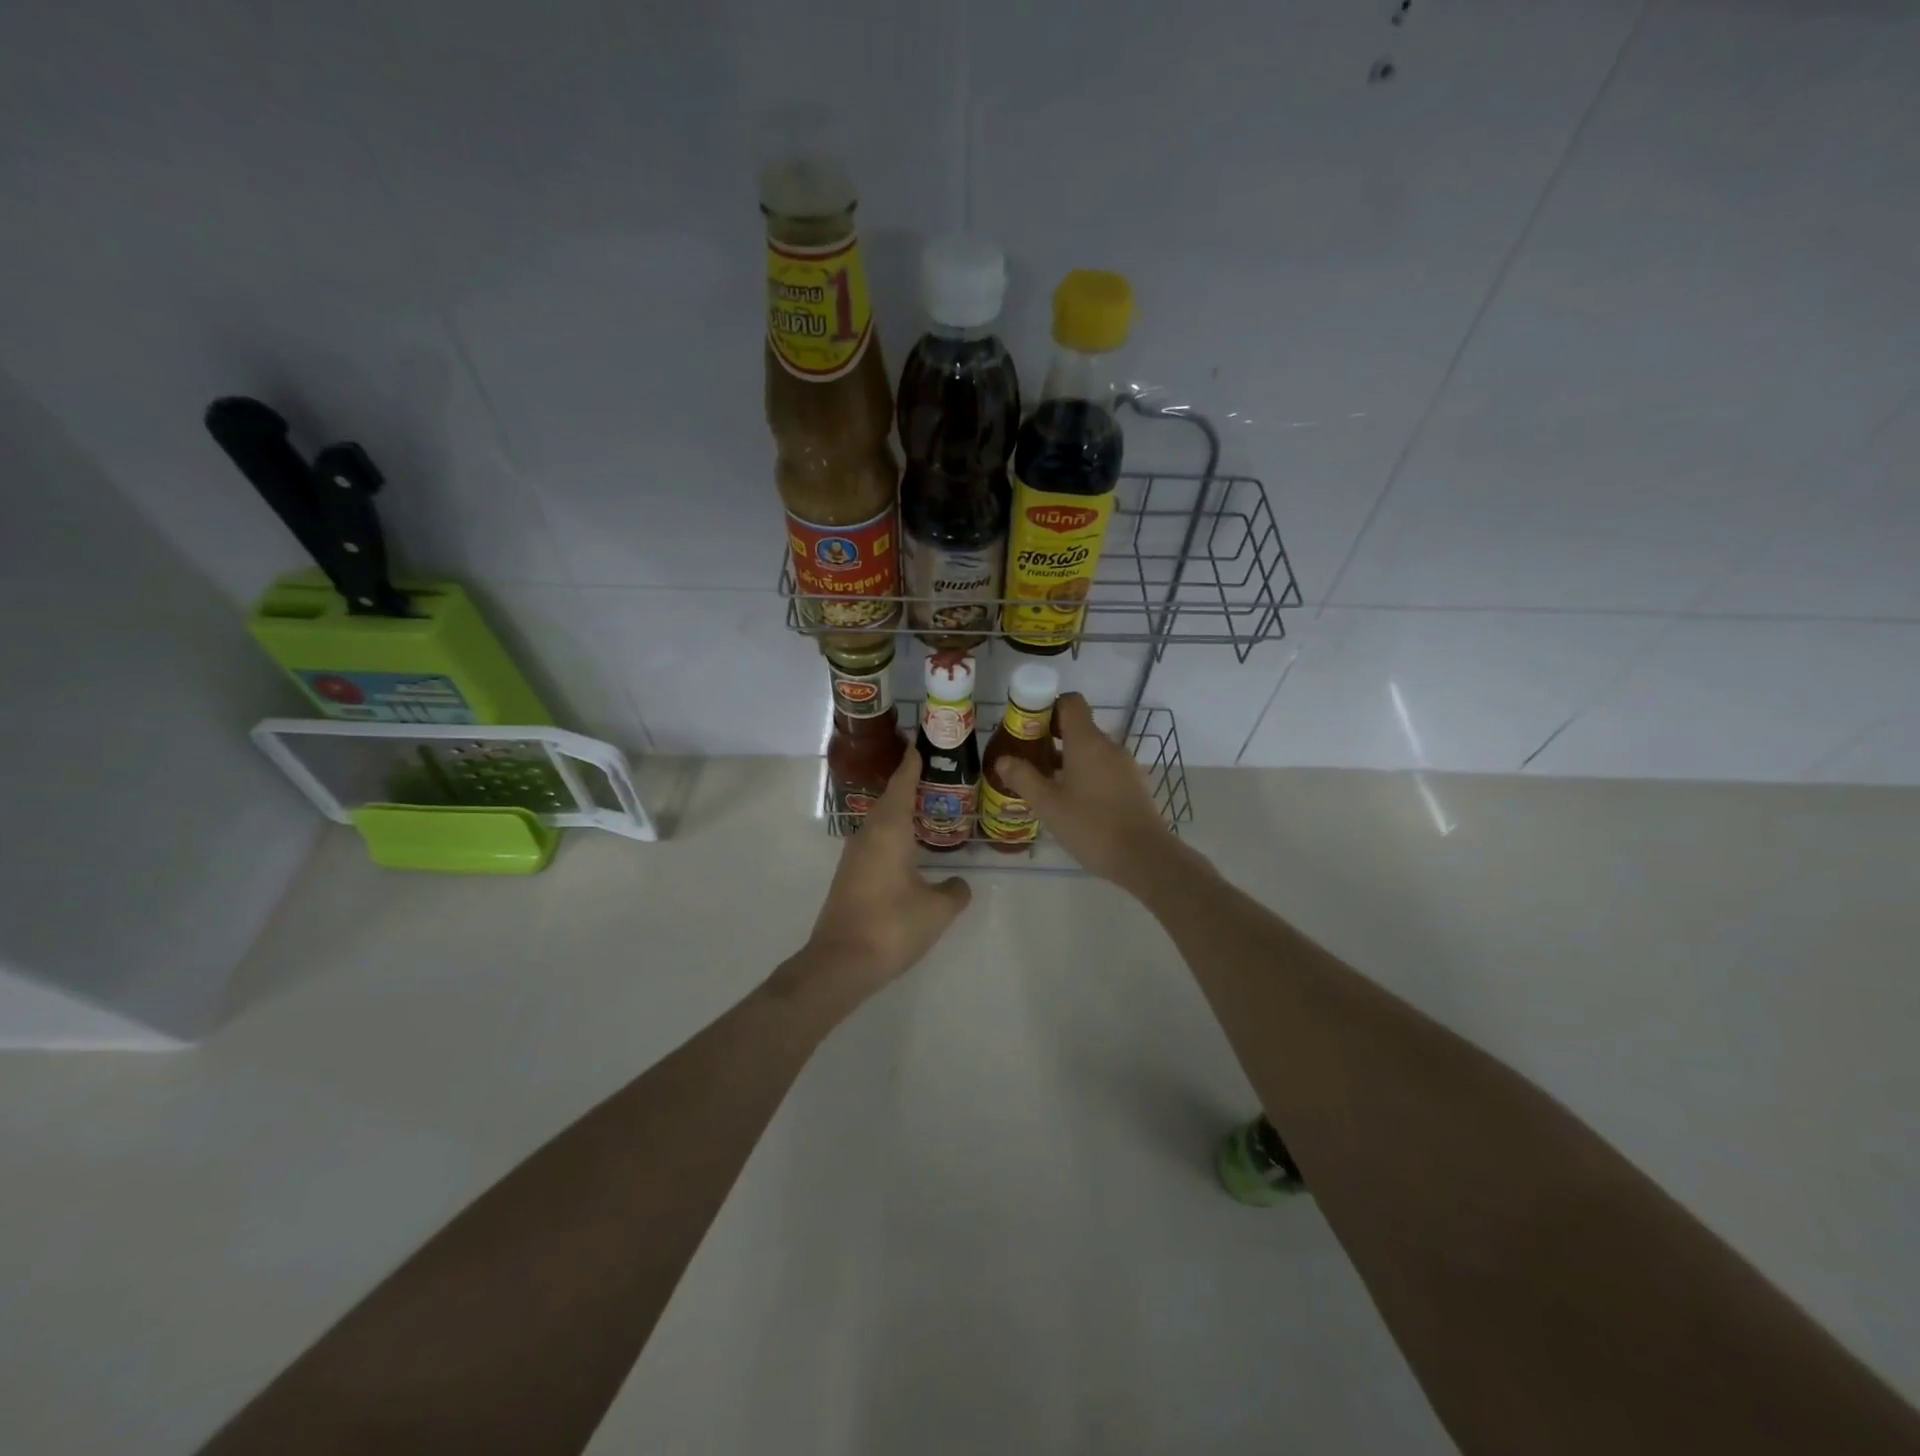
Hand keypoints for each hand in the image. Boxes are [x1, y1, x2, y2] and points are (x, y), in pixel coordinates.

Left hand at [787, 747, 971, 1010]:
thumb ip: (954, 891)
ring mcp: (854, 855)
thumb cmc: (893, 926)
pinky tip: (907, 846)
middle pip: (889, 798)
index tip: (920, 743)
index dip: (912, 763)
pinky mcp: (849, 875)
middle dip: (908, 783)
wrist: (841, 962)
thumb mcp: (937, 909)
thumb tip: (958, 883)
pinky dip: (892, 832)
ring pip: (880, 821)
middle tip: (933, 773)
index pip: (902, 784)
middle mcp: (868, 834)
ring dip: (899, 810)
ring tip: (925, 805)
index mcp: (889, 830)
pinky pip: (875, 840)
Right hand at [998, 693, 1179, 892]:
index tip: (1027, 727)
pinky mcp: (1132, 784)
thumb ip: (1024, 778)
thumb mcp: (1048, 804)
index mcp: (1087, 741)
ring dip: (1066, 758)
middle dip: (1050, 737)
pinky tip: (1070, 800)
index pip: (1070, 702)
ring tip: (1043, 783)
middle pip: (1078, 726)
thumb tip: (1003, 760)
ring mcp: (1124, 765)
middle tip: (1027, 757)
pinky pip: (1103, 768)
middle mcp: (1108, 746)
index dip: (1047, 707)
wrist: (1144, 857)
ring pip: (1090, 750)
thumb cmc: (1091, 825)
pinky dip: (1084, 774)